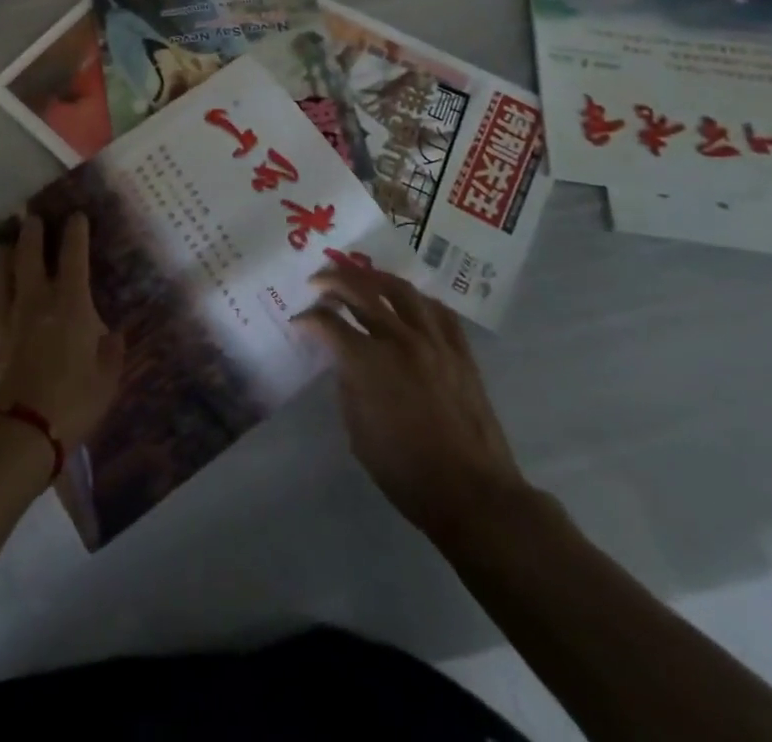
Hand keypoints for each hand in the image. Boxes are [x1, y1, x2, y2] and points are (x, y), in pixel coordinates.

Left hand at [0, 212, 123, 451]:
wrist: (18, 431)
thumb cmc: (72, 403)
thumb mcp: (106, 380)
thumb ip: (111, 353)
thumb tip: (112, 335)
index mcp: (70, 303)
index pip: (73, 255)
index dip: (75, 231)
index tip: (75, 215)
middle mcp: (35, 300)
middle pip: (28, 253)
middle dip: (31, 230)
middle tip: (30, 215)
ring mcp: (4, 318)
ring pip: (0, 274)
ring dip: (2, 254)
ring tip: (3, 242)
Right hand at [294, 265, 534, 545]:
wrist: (472, 494)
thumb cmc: (406, 471)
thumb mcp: (358, 431)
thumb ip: (347, 384)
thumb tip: (345, 360)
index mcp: (368, 362)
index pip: (328, 323)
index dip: (308, 320)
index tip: (298, 322)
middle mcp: (399, 340)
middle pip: (361, 292)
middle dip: (333, 281)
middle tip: (318, 281)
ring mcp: (434, 342)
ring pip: (401, 290)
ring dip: (374, 278)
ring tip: (360, 277)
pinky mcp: (460, 352)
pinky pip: (438, 311)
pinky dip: (418, 300)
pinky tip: (408, 302)